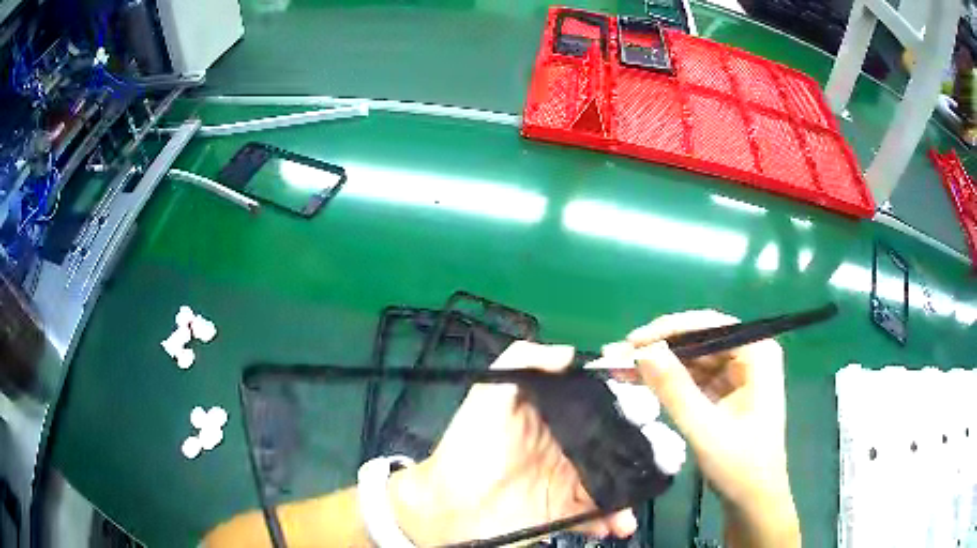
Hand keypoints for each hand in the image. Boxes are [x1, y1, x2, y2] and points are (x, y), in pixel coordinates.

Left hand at [390, 341, 637, 545]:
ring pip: (616, 480)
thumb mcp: (488, 396)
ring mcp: (571, 482)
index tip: (652, 401)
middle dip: (648, 446)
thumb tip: (569, 352)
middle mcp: (571, 447)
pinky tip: (616, 525)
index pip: (603, 403)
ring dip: (636, 488)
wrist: (445, 508)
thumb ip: (521, 361)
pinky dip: (612, 519)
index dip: (630, 400)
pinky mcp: (566, 513)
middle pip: (620, 443)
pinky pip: (598, 515)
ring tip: (645, 495)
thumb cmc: (467, 448)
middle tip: (667, 453)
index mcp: (558, 416)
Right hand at [625, 311, 800, 547]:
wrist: (753, 500)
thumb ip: (674, 389)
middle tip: (617, 355)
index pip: (710, 326)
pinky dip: (668, 380)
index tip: (631, 342)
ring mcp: (739, 372)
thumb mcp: (704, 428)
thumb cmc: (739, 465)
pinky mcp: (727, 390)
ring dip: (659, 363)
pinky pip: (694, 376)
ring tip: (620, 368)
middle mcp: (750, 354)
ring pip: (693, 357)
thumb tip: (643, 351)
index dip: (668, 330)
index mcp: (757, 354)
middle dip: (659, 348)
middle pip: (699, 339)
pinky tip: (640, 381)